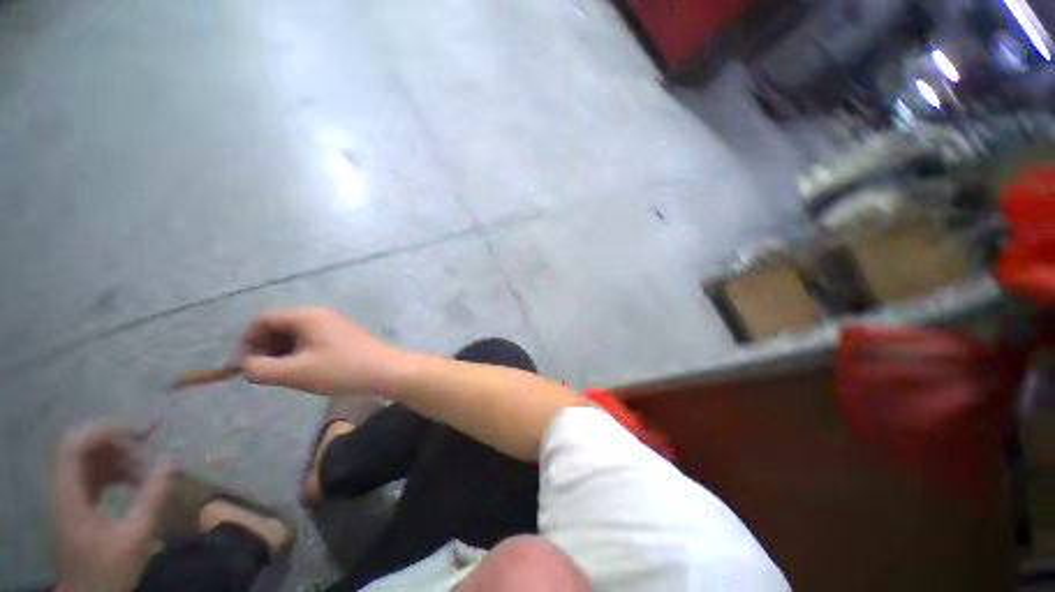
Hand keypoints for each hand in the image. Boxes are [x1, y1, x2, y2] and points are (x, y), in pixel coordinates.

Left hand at [50, 423, 173, 591]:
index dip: (103, 431)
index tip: (139, 433)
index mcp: (69, 497)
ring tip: (145, 466)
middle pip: (80, 447)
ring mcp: (68, 496)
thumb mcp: (136, 538)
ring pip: (88, 458)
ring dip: (117, 455)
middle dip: (115, 441)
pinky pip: (92, 473)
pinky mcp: (76, 503)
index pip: (74, 447)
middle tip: (148, 445)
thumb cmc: (110, 571)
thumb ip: (153, 499)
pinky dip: (114, 468)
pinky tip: (134, 478)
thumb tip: (172, 461)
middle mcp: (62, 490)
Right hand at [237, 308, 406, 396]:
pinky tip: (304, 370)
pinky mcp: (343, 335)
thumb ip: (261, 369)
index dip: (247, 341)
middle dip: (265, 347)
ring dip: (282, 352)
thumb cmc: (341, 370)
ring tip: (284, 374)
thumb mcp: (295, 373)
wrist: (386, 370)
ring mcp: (333, 324)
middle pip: (280, 325)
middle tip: (264, 372)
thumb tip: (245, 366)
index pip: (264, 320)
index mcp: (307, 316)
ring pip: (296, 334)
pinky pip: (311, 339)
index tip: (244, 366)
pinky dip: (299, 352)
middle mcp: (320, 315)